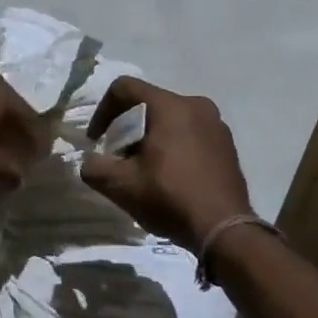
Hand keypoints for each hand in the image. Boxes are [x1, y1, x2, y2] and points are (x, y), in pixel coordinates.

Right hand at [80, 77, 251, 248]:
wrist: (224, 229)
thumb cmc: (170, 198)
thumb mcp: (121, 186)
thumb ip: (94, 167)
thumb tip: (90, 162)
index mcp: (170, 106)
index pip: (124, 88)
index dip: (102, 111)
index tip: (96, 141)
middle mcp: (196, 105)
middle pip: (148, 104)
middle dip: (126, 128)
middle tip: (118, 158)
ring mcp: (217, 124)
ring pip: (171, 119)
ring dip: (150, 138)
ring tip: (144, 169)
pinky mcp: (227, 144)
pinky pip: (191, 133)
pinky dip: (174, 146)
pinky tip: (170, 176)